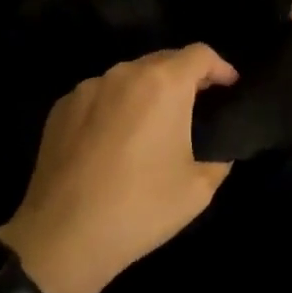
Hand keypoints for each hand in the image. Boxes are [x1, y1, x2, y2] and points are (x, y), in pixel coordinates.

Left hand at [0, 45, 237, 292]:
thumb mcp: (199, 188)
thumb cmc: (140, 208)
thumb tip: (218, 148)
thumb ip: (218, 157)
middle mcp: (124, 74)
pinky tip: (113, 142)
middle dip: (184, 77)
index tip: (230, 87)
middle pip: (163, 60)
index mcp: (164, 84)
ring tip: (152, 126)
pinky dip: (114, 107)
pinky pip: (99, 96)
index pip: (200, 54)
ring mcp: (88, 88)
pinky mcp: (61, 108)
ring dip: (147, 92)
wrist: (63, 238)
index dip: (221, 67)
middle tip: (196, 107)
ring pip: (128, 77)